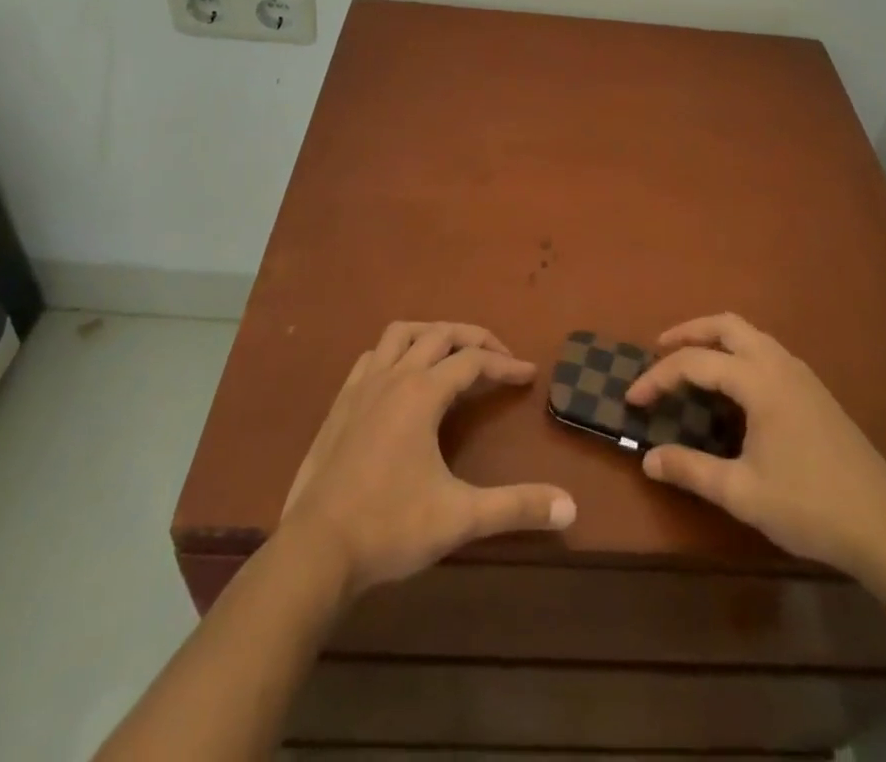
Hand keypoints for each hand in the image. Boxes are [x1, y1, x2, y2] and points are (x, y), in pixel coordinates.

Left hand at [278, 321, 576, 596]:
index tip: (529, 374)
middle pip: (440, 334)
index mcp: (422, 393)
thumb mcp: (461, 517)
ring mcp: (361, 387)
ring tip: (451, 353)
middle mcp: (393, 377)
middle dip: (474, 338)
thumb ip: (516, 507)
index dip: (505, 364)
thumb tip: (571, 506)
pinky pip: (371, 357)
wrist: (314, 551)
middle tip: (499, 357)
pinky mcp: (339, 405)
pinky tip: (400, 378)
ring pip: (400, 334)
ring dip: (431, 334)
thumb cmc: (390, 527)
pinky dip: (395, 353)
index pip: (473, 361)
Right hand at [625, 312, 885, 579]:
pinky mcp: (814, 390)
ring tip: (690, 363)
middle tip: (658, 350)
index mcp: (759, 381)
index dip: (658, 376)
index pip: (695, 362)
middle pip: (726, 325)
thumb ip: (692, 470)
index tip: (632, 399)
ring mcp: (801, 374)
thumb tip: (648, 459)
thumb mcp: (743, 493)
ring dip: (715, 339)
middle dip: (688, 332)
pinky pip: (765, 351)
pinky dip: (737, 352)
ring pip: (749, 334)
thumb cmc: (810, 506)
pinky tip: (732, 386)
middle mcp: (779, 364)